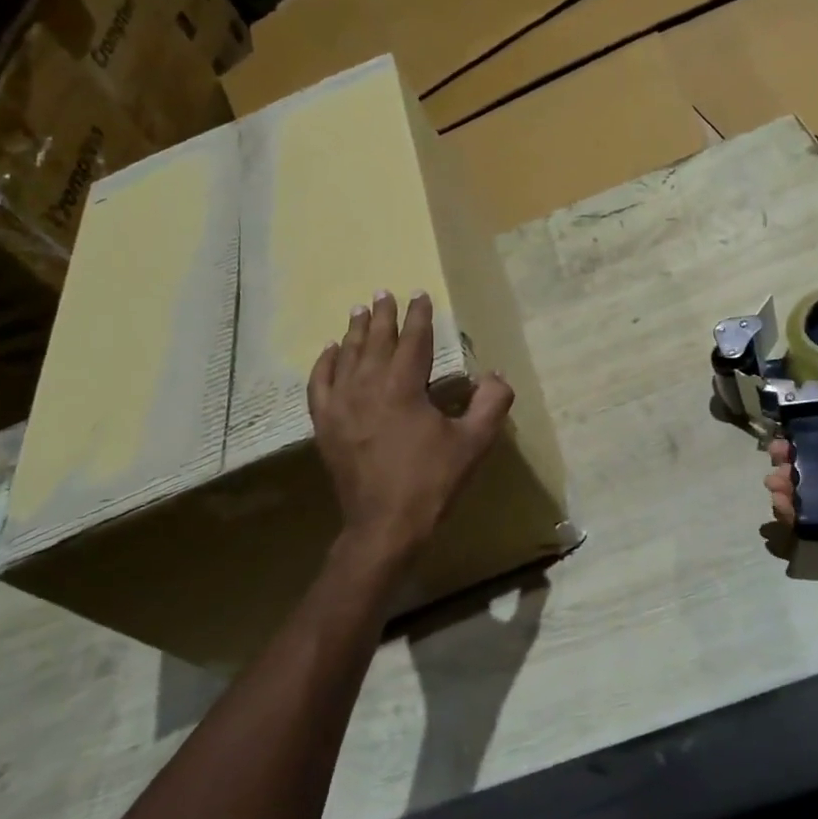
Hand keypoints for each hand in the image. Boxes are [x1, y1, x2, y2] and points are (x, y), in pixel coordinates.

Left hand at [309, 291, 514, 569]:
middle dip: (383, 315)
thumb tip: (497, 376)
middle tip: (384, 293)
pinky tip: (330, 351)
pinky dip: (324, 363)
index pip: (413, 339)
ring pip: (347, 356)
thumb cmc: (432, 481)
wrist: (385, 525)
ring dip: (355, 331)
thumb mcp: (473, 442)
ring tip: (359, 310)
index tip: (419, 294)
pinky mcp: (326, 424)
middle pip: (375, 340)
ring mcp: (341, 404)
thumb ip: (491, 404)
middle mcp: (368, 386)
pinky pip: (320, 383)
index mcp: (403, 386)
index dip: (418, 315)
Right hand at [764, 401, 817, 574]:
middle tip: (775, 457)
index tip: (784, 432)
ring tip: (774, 481)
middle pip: (806, 469)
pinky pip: (804, 520)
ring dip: (783, 484)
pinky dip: (788, 511)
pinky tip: (780, 501)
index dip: (801, 438)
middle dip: (786, 460)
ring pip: (800, 493)